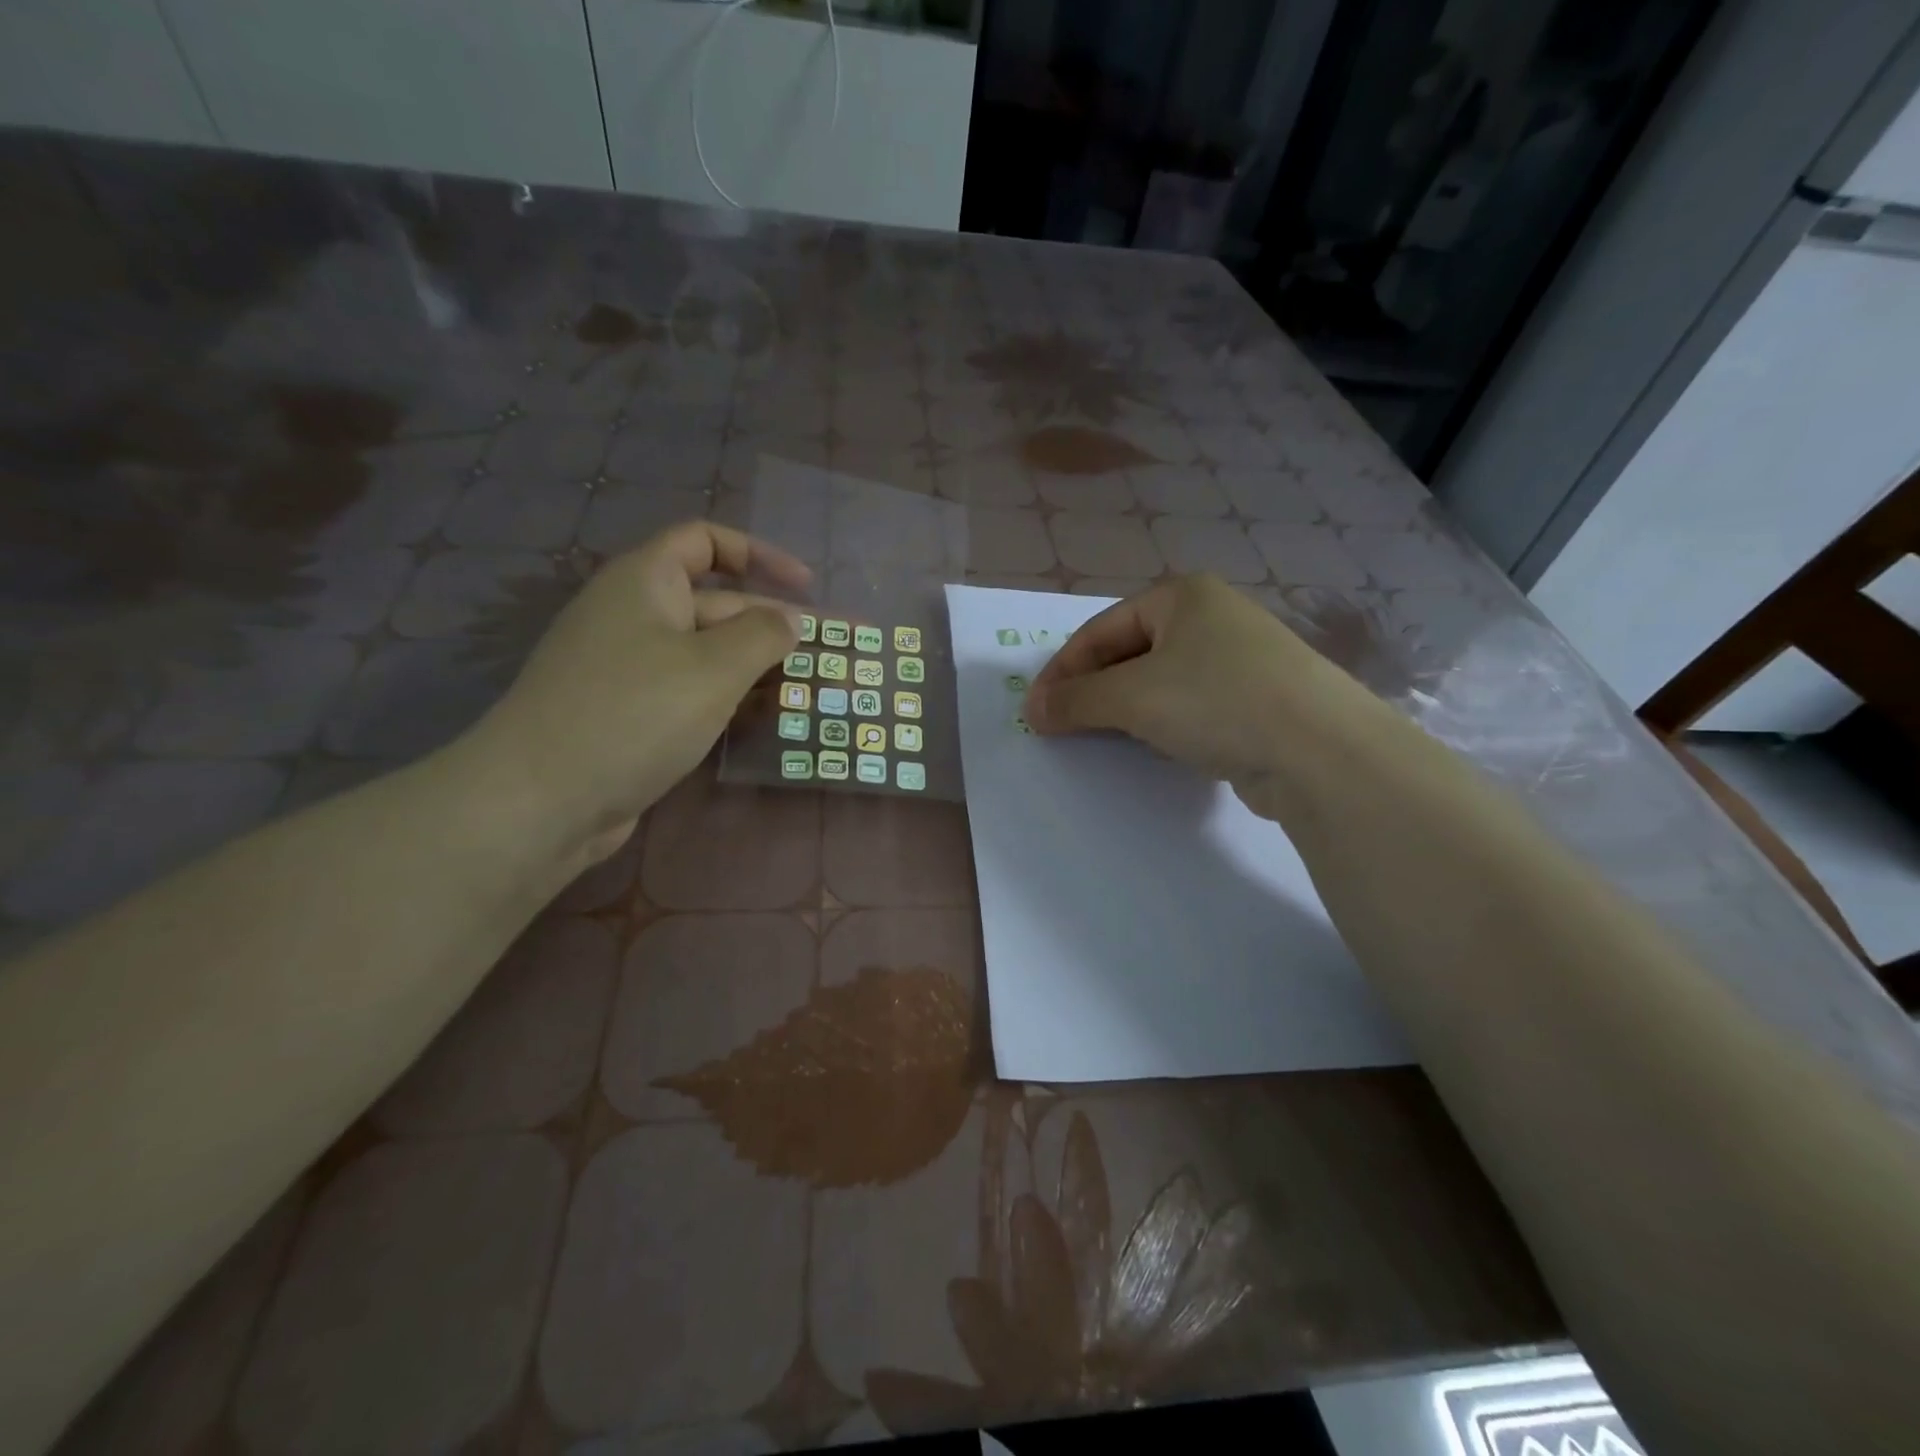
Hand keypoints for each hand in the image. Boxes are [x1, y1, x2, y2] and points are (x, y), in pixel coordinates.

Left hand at [463, 522, 808, 860]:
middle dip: (775, 626)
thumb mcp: (714, 667)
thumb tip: (790, 621)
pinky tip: (763, 720)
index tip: (807, 588)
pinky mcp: (630, 713)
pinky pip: (690, 691)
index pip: (707, 541)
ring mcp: (629, 667)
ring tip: (810, 690)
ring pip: (707, 654)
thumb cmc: (635, 714)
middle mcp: (635, 615)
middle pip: (717, 604)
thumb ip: (764, 635)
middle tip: (831, 654)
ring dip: (758, 668)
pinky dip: (728, 698)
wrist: (541, 799)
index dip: (760, 554)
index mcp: (645, 581)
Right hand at [1024, 574, 1353, 784]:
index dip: (1061, 671)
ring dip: (1124, 709)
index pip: (1100, 630)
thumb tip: (1034, 711)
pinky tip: (1152, 747)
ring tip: (1098, 737)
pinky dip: (1162, 724)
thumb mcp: (1133, 697)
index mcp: (1182, 596)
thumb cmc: (1217, 702)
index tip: (1035, 711)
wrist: (1321, 751)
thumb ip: (1076, 700)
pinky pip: (1190, 706)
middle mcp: (1212, 617)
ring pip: (1160, 682)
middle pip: (1129, 653)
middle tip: (1061, 725)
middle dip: (1092, 690)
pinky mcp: (1256, 700)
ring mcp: (1239, 659)